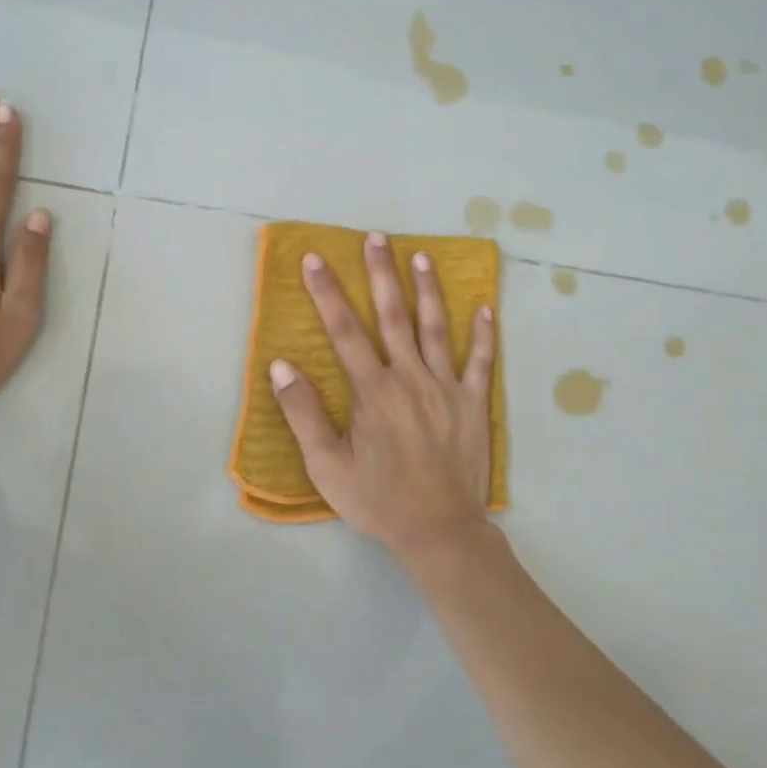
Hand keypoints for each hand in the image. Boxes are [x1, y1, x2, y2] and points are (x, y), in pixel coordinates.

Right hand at [268, 232, 497, 565]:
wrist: (439, 531)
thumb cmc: (377, 499)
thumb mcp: (326, 464)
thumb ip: (303, 413)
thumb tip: (282, 365)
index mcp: (373, 390)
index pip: (344, 330)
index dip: (327, 293)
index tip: (315, 260)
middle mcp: (410, 378)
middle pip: (393, 315)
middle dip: (381, 273)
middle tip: (376, 237)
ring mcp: (446, 388)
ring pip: (436, 328)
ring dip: (428, 289)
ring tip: (421, 256)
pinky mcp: (473, 404)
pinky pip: (481, 362)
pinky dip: (484, 334)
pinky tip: (485, 307)